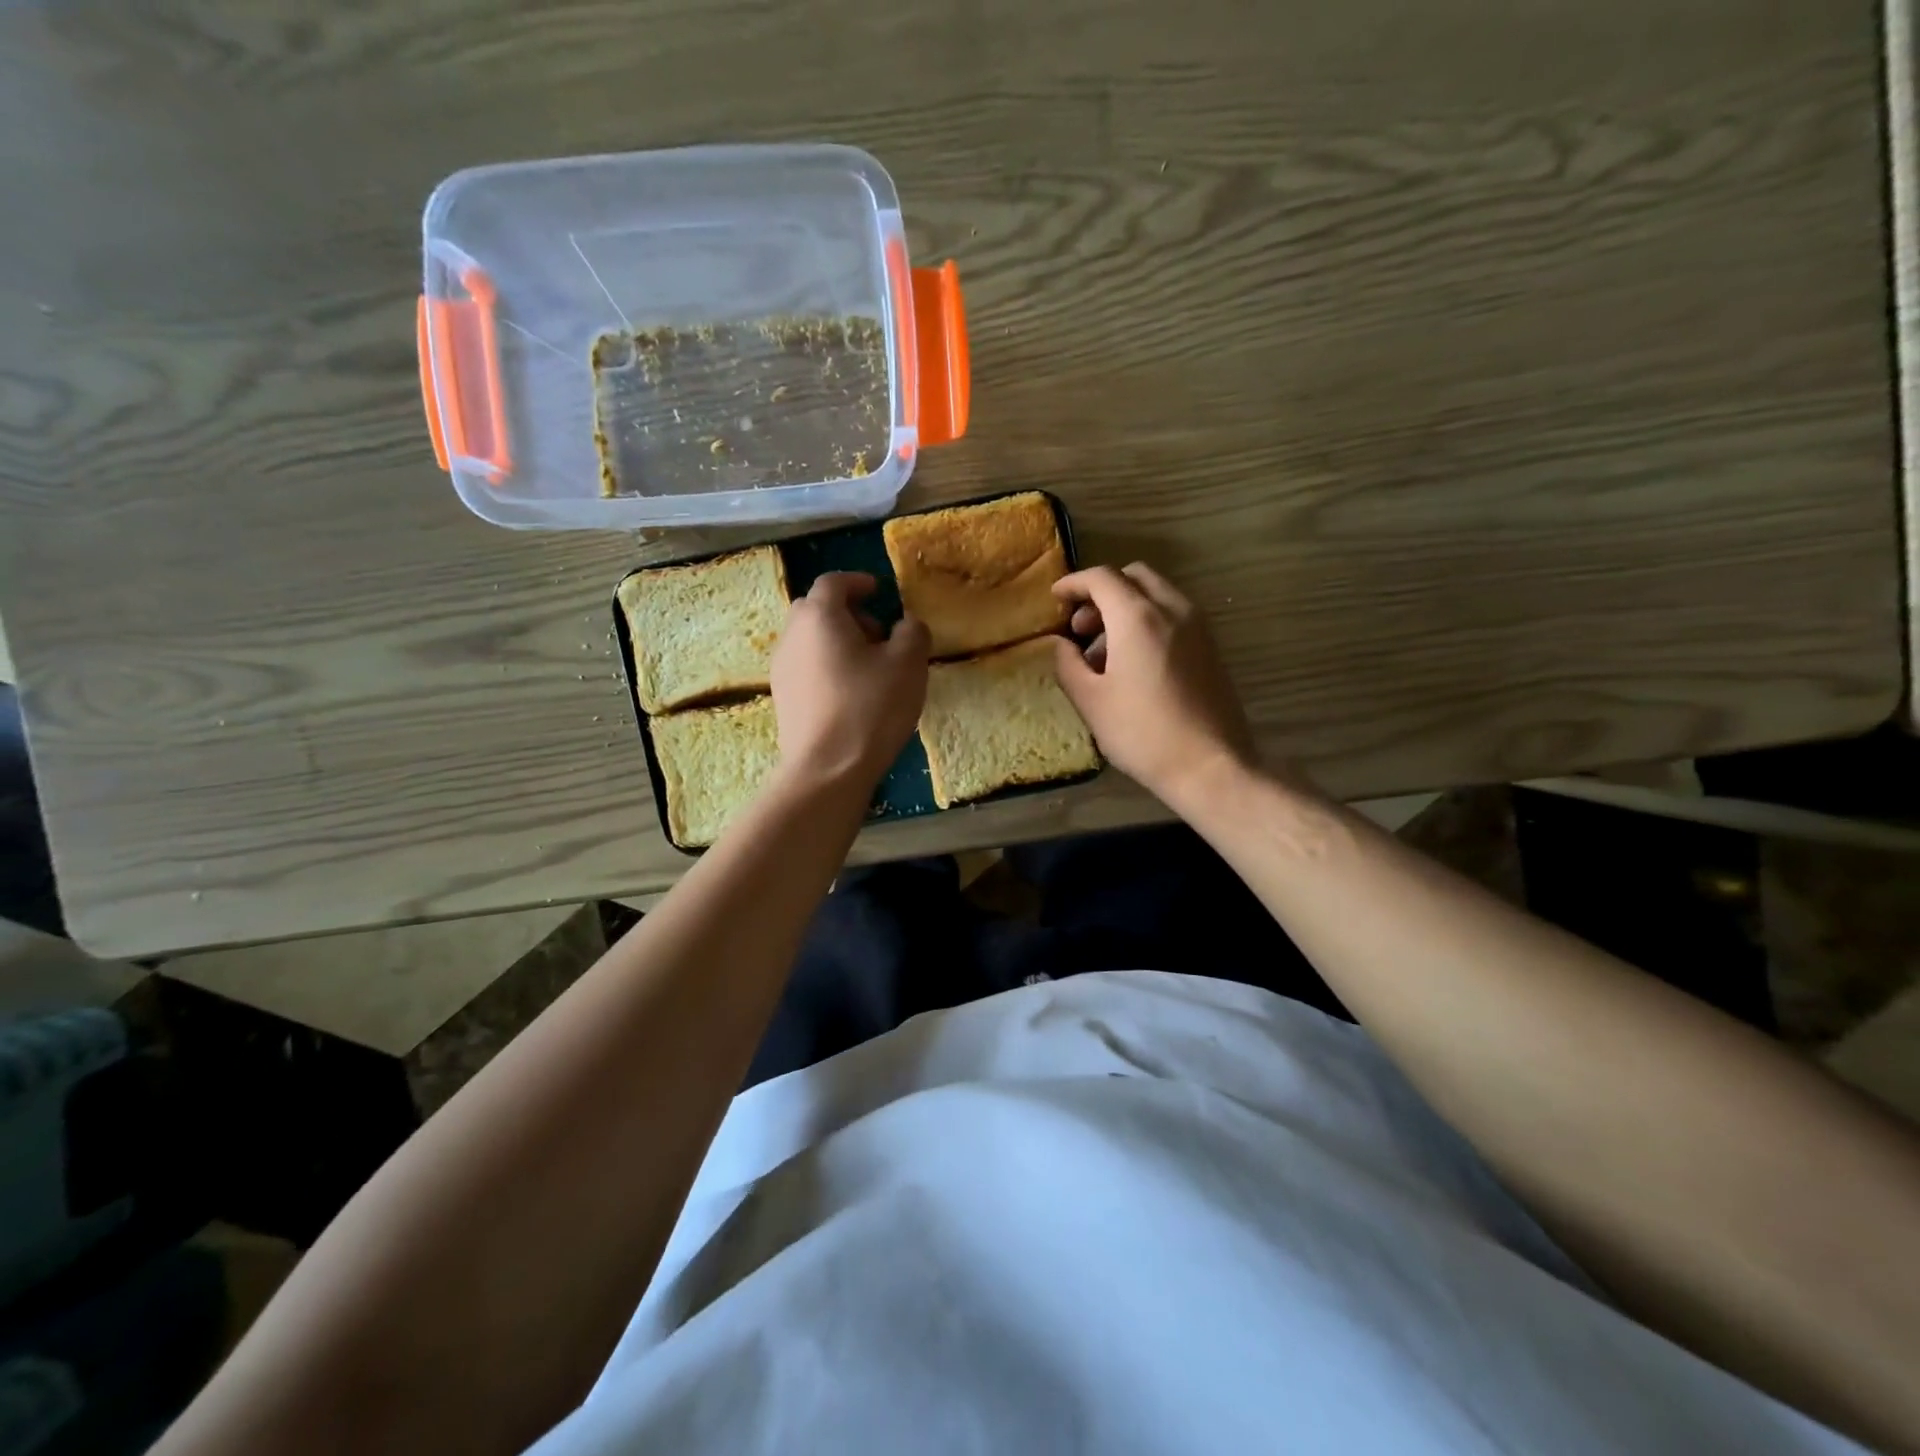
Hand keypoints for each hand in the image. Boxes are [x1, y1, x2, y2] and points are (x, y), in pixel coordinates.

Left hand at [770, 572, 929, 789]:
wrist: (827, 769)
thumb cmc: (871, 707)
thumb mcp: (908, 664)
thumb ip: (912, 632)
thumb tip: (906, 624)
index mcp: (820, 617)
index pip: (833, 582)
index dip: (857, 582)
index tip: (878, 590)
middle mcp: (792, 636)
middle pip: (816, 609)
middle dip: (847, 613)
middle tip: (877, 633)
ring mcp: (781, 669)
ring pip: (809, 640)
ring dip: (836, 642)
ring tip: (868, 668)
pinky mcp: (782, 699)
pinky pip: (805, 667)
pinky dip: (826, 666)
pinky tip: (851, 693)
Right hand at [1052, 563, 1257, 806]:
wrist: (1210, 765)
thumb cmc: (1142, 733)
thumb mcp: (1091, 701)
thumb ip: (1068, 664)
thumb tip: (1060, 644)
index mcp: (1138, 617)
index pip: (1101, 578)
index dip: (1073, 583)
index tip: (1055, 598)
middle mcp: (1172, 609)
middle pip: (1133, 576)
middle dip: (1102, 592)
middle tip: (1081, 627)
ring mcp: (1197, 626)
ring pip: (1156, 594)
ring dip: (1126, 607)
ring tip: (1104, 652)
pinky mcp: (1211, 646)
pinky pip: (1173, 615)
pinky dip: (1148, 621)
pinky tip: (1134, 662)